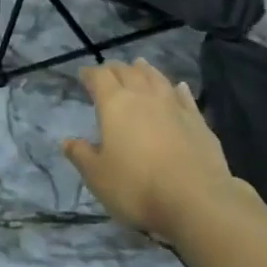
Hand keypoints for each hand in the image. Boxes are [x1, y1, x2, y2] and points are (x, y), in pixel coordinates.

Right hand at [63, 58, 239, 240]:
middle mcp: (144, 96)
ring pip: (156, 78)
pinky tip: (178, 87)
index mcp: (115, 104)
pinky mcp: (198, 121)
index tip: (83, 75)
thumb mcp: (97, 176)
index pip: (99, 77)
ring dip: (145, 70)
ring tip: (139, 66)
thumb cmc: (137, 187)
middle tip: (108, 72)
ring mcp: (174, 106)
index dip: (90, 74)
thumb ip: (81, 155)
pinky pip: (184, 96)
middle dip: (115, 69)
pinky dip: (177, 89)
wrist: (197, 200)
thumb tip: (68, 141)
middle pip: (128, 71)